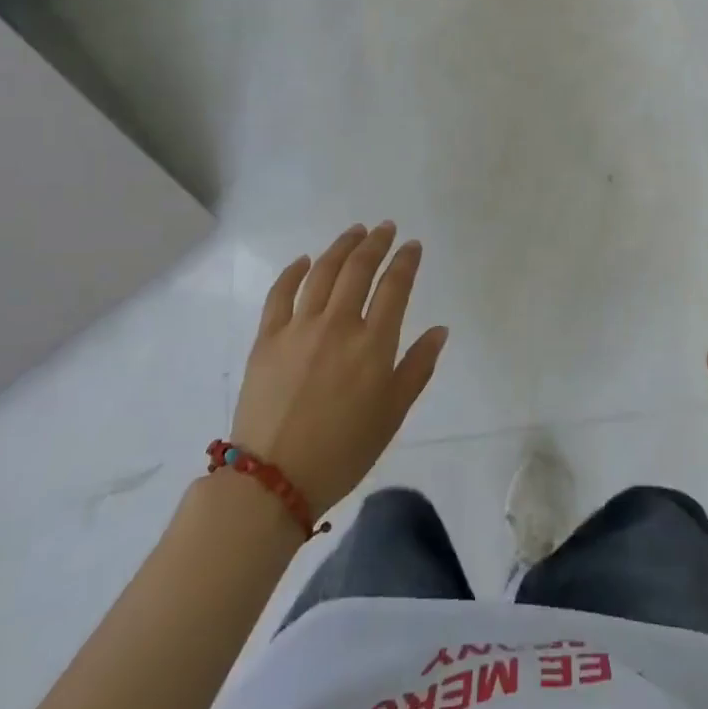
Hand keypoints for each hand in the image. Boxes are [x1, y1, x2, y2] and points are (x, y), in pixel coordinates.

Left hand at [230, 223, 447, 514]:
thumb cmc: (343, 450)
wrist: (273, 480)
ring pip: (322, 272)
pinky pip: (280, 293)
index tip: (412, 245)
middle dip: (375, 243)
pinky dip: (293, 271)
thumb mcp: (393, 414)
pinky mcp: (267, 338)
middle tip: (385, 228)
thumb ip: (418, 367)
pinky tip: (304, 260)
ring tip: (354, 232)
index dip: (405, 261)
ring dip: (341, 247)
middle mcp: (338, 325)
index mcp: (373, 345)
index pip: (394, 287)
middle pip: (358, 270)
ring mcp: (298, 328)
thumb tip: (440, 330)